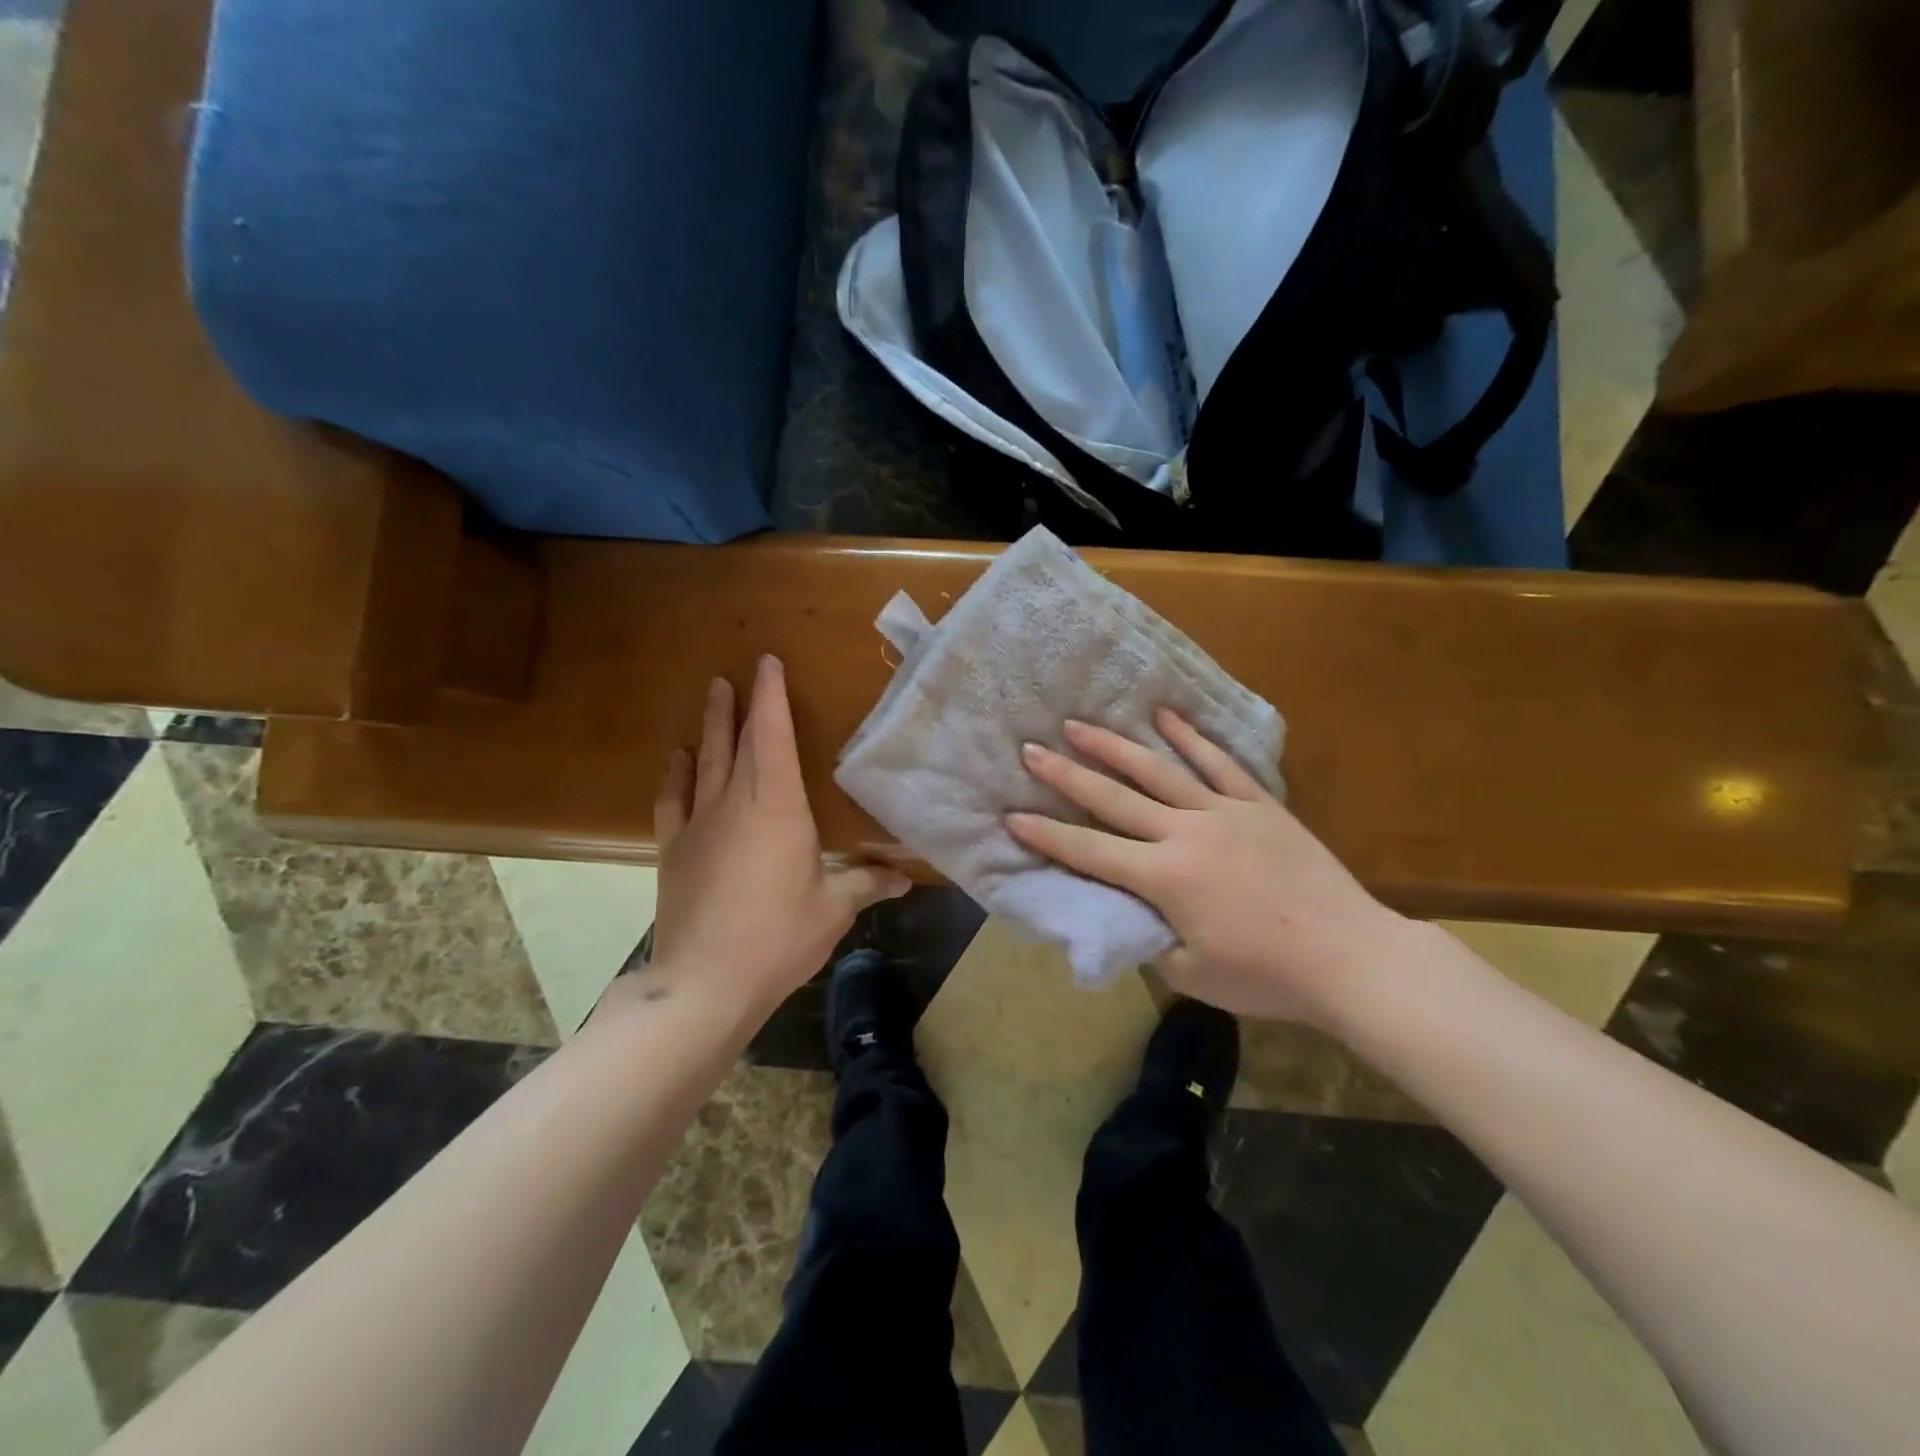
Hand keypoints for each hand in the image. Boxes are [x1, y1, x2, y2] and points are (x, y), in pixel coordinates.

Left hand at [641, 655, 910, 1020]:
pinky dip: (676, 774)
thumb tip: (906, 878)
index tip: (767, 662)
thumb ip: (867, 884)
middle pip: (735, 740)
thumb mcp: (833, 910)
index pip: (773, 736)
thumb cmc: (778, 939)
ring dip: (709, 727)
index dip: (770, 696)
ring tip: (712, 695)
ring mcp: (698, 824)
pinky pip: (673, 799)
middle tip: (736, 674)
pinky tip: (677, 759)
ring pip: (704, 761)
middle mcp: (735, 803)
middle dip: (738, 704)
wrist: (704, 983)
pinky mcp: (674, 850)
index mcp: (778, 807)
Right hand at [1007, 709, 1412, 1023]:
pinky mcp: (1258, 804)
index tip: (1012, 816)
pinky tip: (1163, 716)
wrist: (1351, 958)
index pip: (1090, 852)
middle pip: (1114, 798)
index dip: (1047, 836)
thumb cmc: (1268, 977)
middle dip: (1066, 776)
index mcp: (1164, 878)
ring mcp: (1223, 812)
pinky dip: (1189, 737)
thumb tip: (1129, 916)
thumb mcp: (1192, 974)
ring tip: (1079, 725)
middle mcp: (1184, 834)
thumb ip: (1150, 941)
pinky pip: (1217, 763)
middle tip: (1030, 750)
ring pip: (1158, 770)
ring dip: (1114, 746)